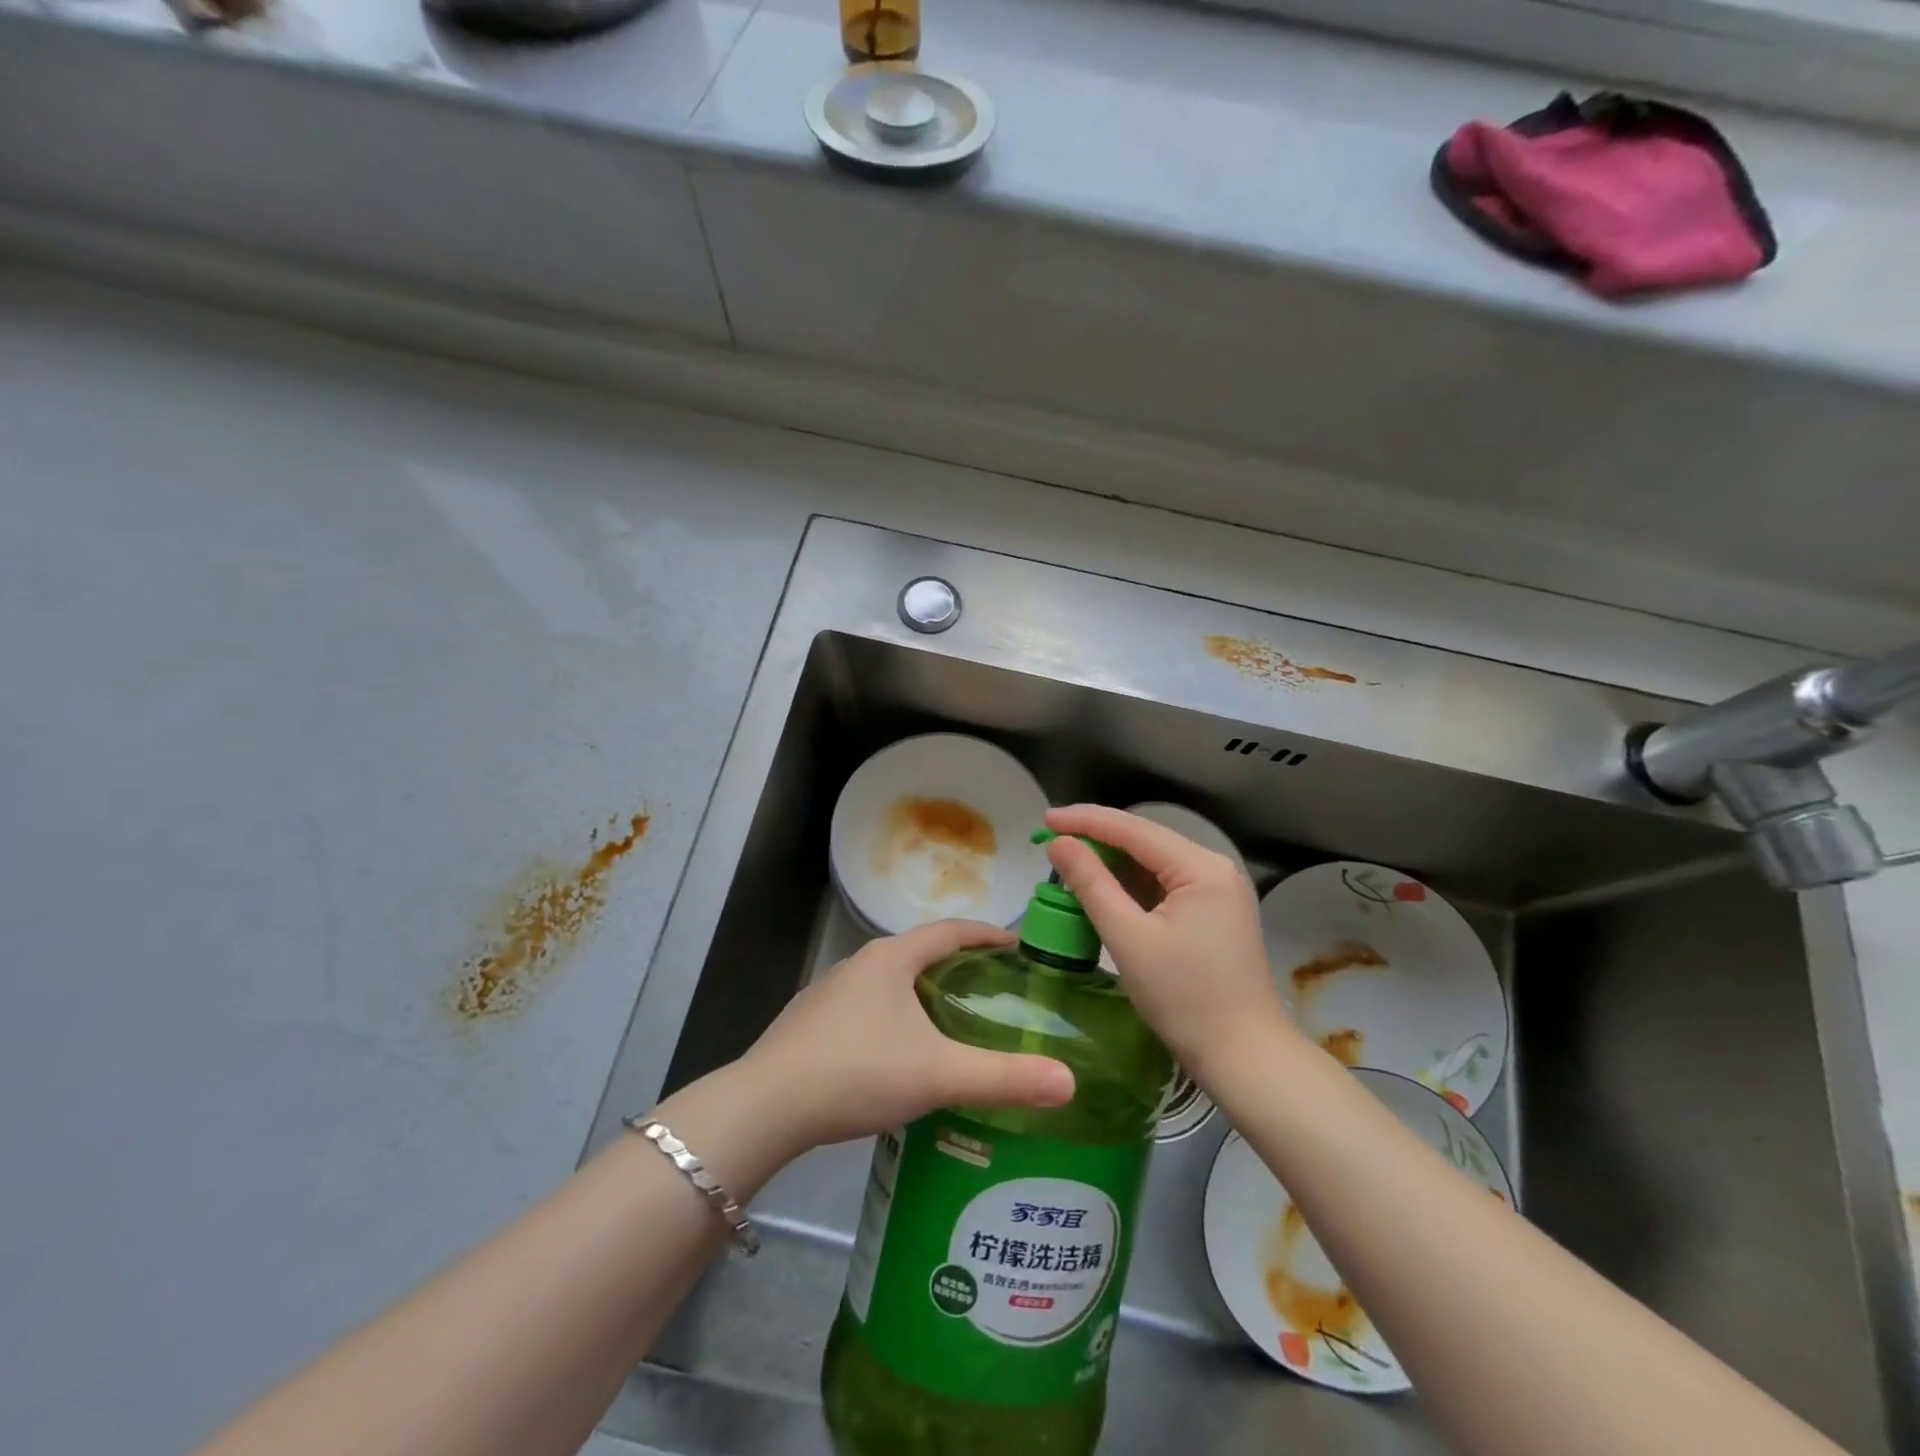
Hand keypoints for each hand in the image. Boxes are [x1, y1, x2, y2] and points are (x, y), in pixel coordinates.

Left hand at [739, 920, 1075, 1151]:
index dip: (987, 934)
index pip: (950, 930)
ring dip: (923, 993)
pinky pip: (866, 1008)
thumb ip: (1003, 1077)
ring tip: (953, 1023)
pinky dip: (894, 1018)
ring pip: (890, 982)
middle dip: (958, 966)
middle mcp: (860, 964)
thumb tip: (1069, 1083)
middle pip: (920, 953)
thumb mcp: (937, 1074)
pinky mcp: (811, 1023)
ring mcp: (830, 992)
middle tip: (995, 990)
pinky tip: (900, 1055)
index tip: (1019, 945)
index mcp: (891, 958)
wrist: (766, 1105)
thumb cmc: (857, 1072)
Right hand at [1043, 805, 1304, 1086]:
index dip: (1085, 820)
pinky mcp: (1213, 913)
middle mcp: (1214, 868)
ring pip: (1153, 863)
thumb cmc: (1184, 998)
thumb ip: (1091, 884)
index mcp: (1200, 867)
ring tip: (1068, 862)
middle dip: (1097, 839)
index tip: (1045, 819)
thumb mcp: (1128, 938)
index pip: (1133, 829)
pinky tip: (1102, 889)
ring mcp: (1217, 891)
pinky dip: (1130, 886)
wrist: (1245, 1058)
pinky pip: (1163, 886)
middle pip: (1145, 841)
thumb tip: (1059, 843)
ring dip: (1112, 863)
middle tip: (1051, 840)